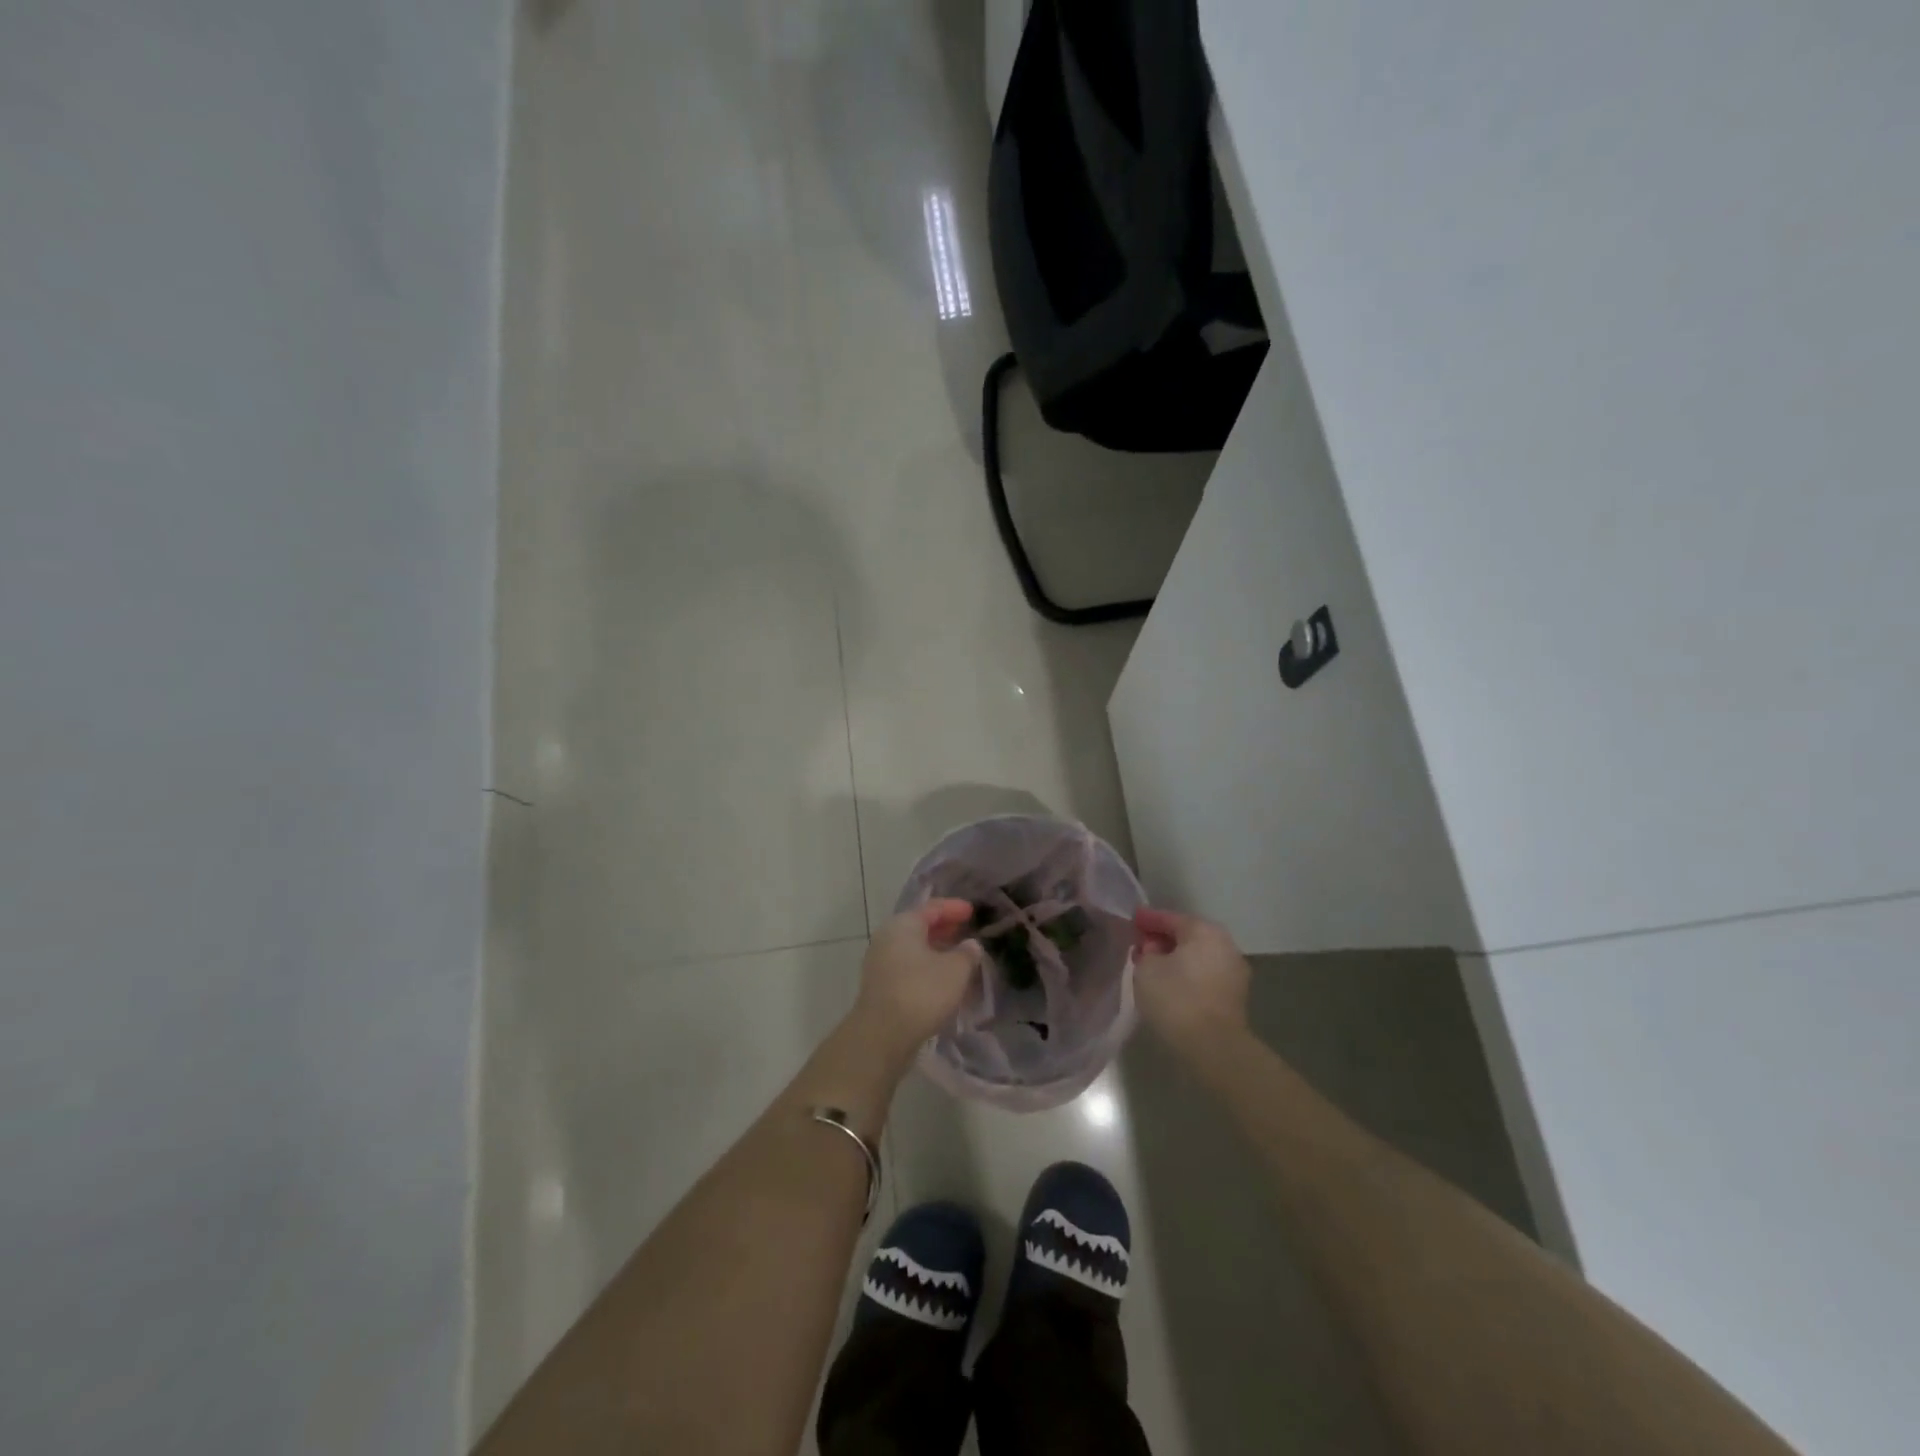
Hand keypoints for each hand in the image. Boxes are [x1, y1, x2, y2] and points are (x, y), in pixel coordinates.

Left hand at [852, 900, 981, 1056]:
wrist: (882, 1035)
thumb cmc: (922, 992)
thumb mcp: (955, 970)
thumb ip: (967, 953)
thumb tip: (971, 944)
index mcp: (903, 924)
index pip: (932, 908)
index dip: (954, 908)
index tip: (972, 911)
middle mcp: (887, 937)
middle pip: (920, 926)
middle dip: (944, 928)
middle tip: (965, 931)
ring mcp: (880, 962)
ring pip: (913, 948)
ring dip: (936, 950)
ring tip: (958, 957)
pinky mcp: (880, 986)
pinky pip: (908, 966)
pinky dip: (926, 967)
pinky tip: (942, 979)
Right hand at [1133, 907, 1250, 1059]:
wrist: (1213, 1047)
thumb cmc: (1176, 998)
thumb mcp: (1146, 968)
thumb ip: (1146, 950)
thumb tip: (1153, 948)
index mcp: (1204, 931)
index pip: (1169, 918)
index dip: (1147, 919)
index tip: (1131, 920)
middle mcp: (1224, 944)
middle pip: (1187, 935)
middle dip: (1163, 939)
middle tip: (1140, 944)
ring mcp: (1234, 971)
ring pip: (1198, 956)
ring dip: (1176, 958)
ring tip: (1153, 967)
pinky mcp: (1235, 997)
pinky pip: (1205, 975)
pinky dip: (1188, 975)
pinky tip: (1171, 984)